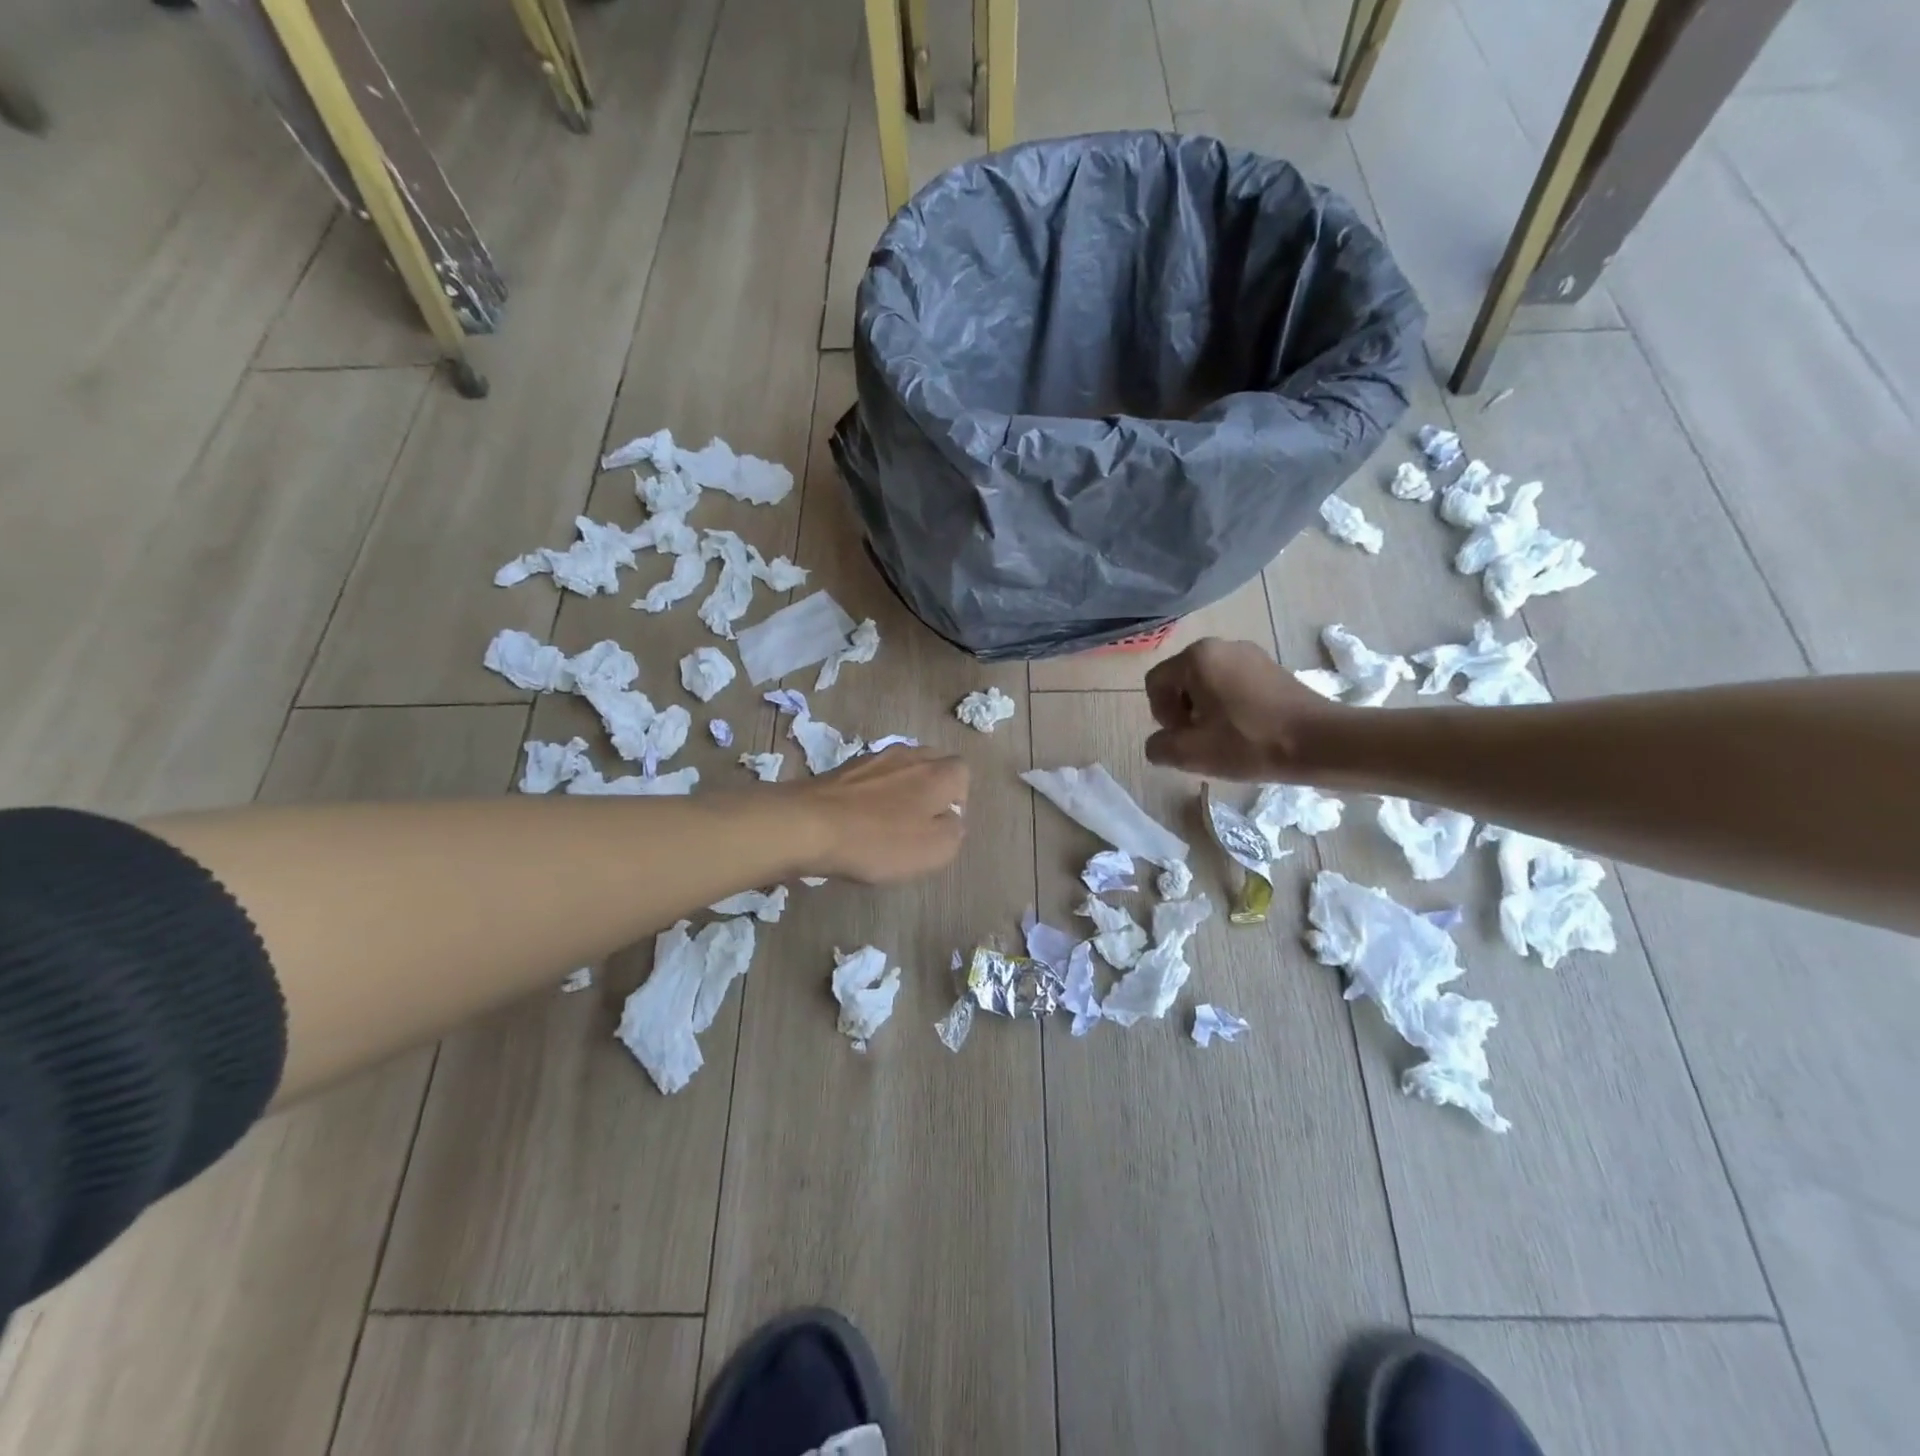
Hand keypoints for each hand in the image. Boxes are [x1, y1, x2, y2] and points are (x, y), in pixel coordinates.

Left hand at [787, 746, 969, 883]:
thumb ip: (954, 832)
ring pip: (900, 768)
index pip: (963, 772)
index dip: (958, 799)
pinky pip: (871, 778)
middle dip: (931, 789)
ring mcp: (873, 758)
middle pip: (932, 764)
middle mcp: (910, 755)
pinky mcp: (843, 768)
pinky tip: (859, 818)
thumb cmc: (880, 840)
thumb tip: (952, 819)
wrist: (808, 824)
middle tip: (918, 823)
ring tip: (886, 822)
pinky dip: (871, 794)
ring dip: (900, 790)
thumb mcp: (935, 850)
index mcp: (938, 772)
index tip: (942, 826)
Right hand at [1144, 637, 1339, 780]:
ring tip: (1225, 738)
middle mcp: (1221, 645)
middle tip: (1202, 740)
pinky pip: (1234, 683)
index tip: (1184, 738)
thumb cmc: (1250, 743)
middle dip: (1183, 712)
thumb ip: (1159, 747)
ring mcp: (1250, 653)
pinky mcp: (1271, 667)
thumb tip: (1159, 744)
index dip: (1161, 715)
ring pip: (1208, 682)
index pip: (1156, 683)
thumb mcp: (1191, 753)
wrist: (1321, 742)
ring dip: (1206, 710)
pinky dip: (1230, 705)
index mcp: (1197, 657)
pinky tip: (1246, 730)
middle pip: (1181, 680)